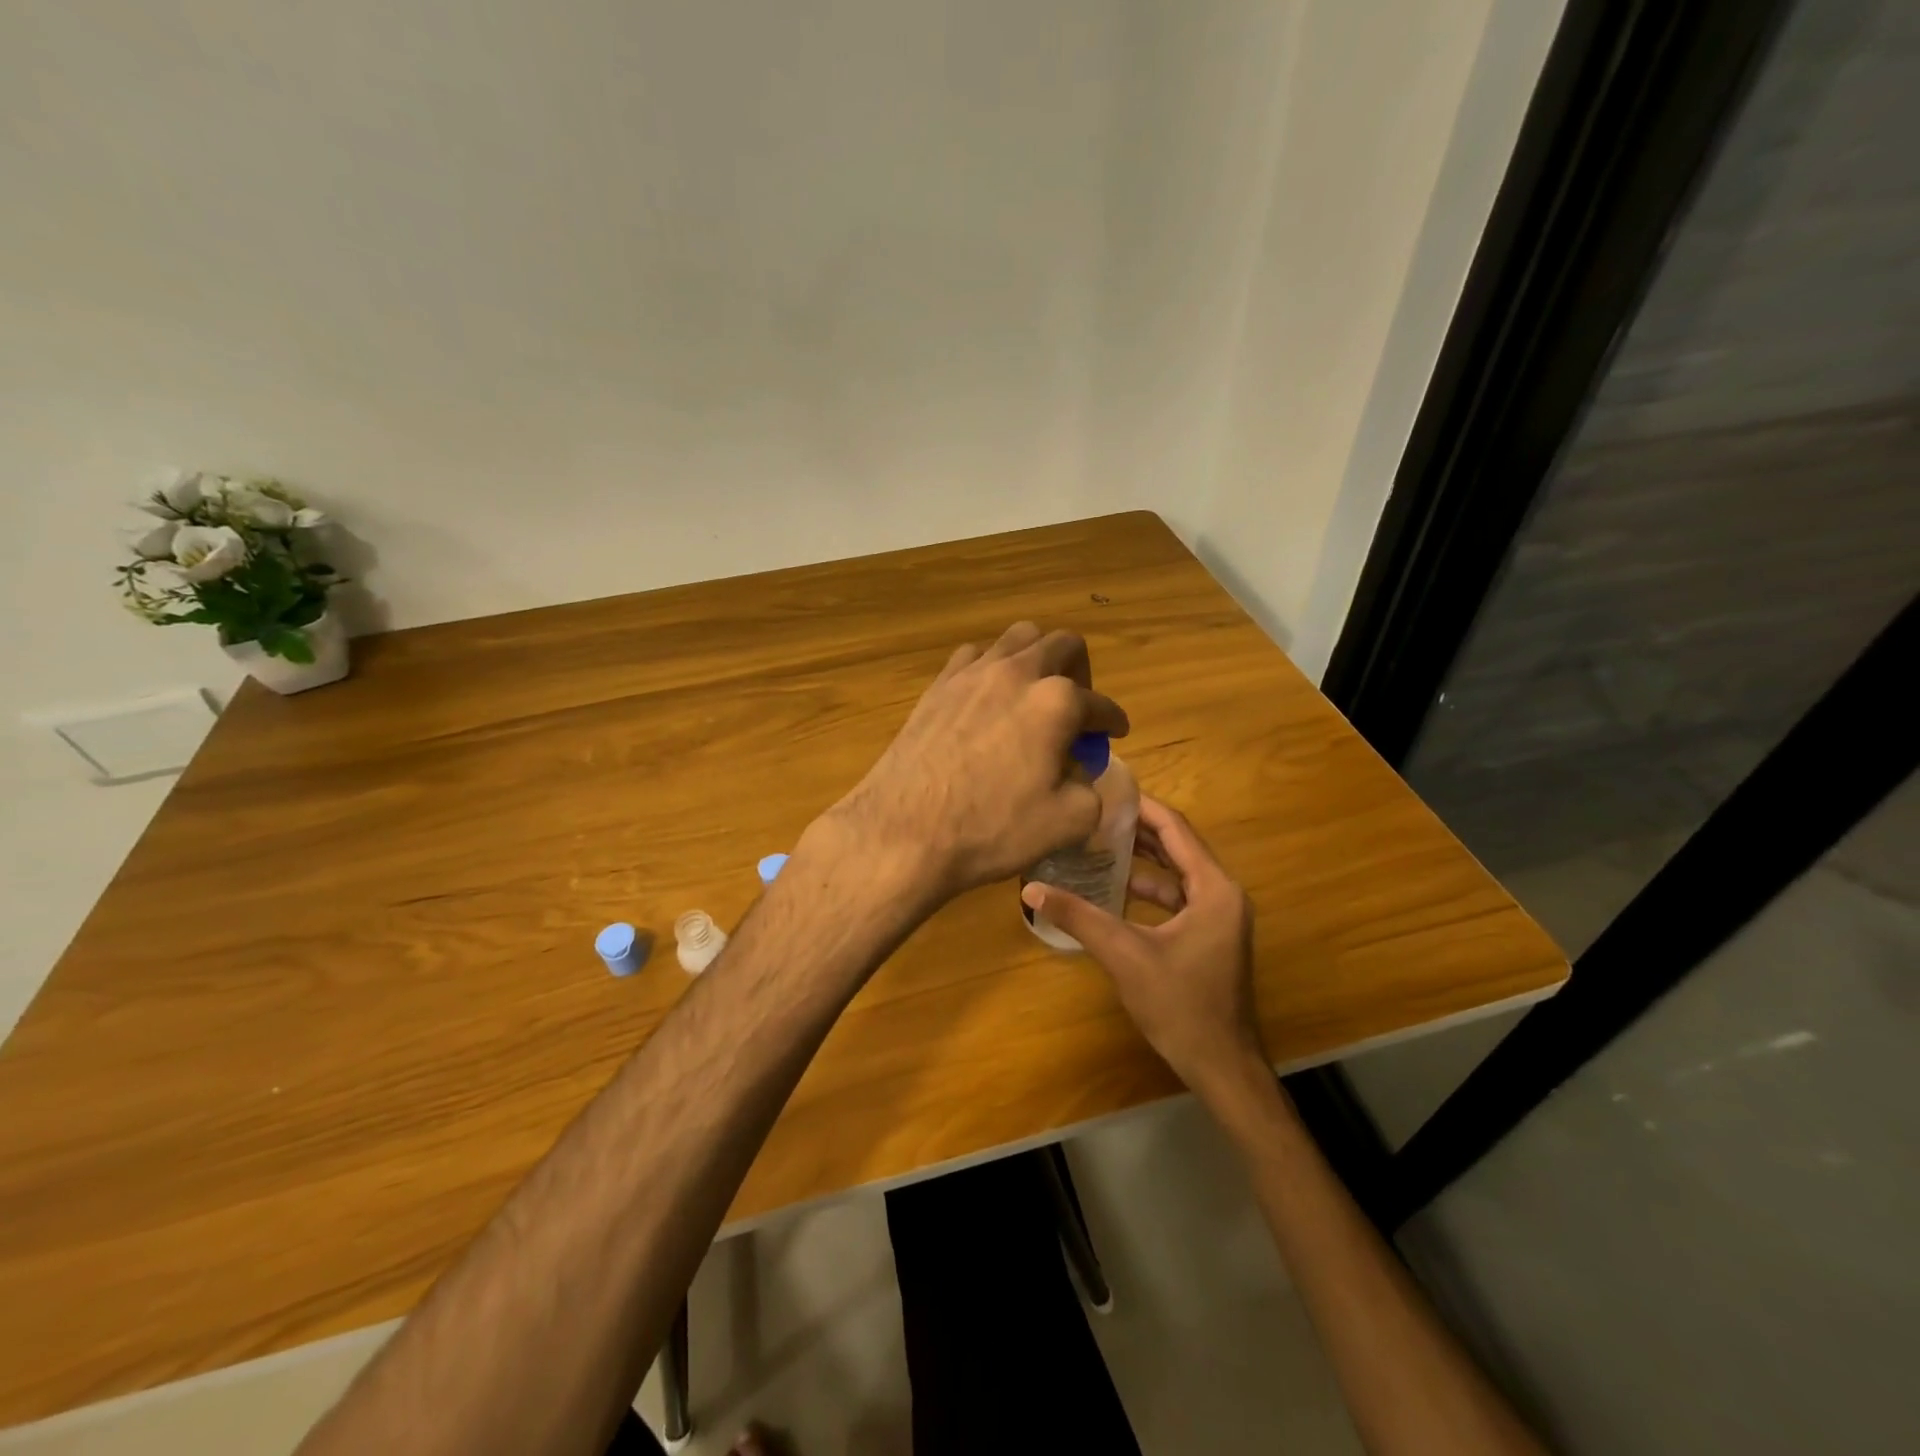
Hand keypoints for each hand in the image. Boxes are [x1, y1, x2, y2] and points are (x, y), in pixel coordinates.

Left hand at [819, 623, 1129, 906]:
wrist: (903, 832)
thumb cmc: (991, 830)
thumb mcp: (1068, 822)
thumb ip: (1091, 789)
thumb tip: (1079, 774)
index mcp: (1056, 702)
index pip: (1100, 705)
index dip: (1113, 721)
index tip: (1114, 733)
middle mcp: (1017, 673)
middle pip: (1063, 644)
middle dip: (1081, 672)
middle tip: (1077, 708)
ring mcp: (972, 673)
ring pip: (1017, 638)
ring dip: (1036, 658)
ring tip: (1033, 694)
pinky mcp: (938, 685)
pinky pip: (974, 656)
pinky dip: (992, 668)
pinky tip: (988, 699)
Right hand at [1021, 797, 1264, 1097]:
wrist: (1222, 1067)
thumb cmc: (1180, 1006)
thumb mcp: (1124, 955)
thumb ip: (1079, 917)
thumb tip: (1030, 890)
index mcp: (1214, 889)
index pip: (1175, 829)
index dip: (1141, 807)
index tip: (1106, 790)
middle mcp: (1223, 894)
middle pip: (1177, 847)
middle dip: (1137, 830)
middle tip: (1094, 814)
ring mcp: (1220, 917)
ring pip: (1177, 874)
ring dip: (1141, 860)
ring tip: (1097, 844)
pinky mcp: (1210, 936)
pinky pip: (1178, 899)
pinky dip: (1149, 890)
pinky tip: (1115, 889)